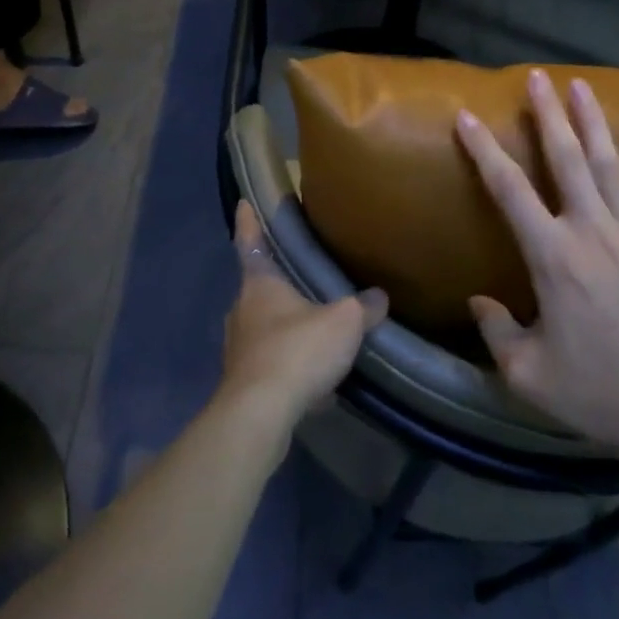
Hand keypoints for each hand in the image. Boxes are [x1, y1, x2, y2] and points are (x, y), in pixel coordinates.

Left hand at [219, 201, 387, 430]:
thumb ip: (363, 308)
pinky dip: (288, 363)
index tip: (243, 203)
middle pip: (257, 287)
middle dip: (276, 282)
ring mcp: (238, 348)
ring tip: (311, 327)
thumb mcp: (343, 323)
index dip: (248, 222)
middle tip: (298, 274)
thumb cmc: (297, 351)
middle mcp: (242, 310)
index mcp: (259, 285)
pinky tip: (313, 377)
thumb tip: (379, 297)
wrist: (260, 415)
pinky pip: (269, 362)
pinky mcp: (242, 382)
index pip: (251, 242)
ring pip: (262, 326)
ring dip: (283, 325)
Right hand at [455, 70, 618, 461]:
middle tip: (537, 76)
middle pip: (565, 160)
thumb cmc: (603, 393)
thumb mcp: (529, 376)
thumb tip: (478, 301)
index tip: (467, 117)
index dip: (483, 150)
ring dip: (592, 122)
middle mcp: (592, 230)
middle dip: (548, 115)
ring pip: (609, 164)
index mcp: (552, 257)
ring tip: (580, 85)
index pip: (508, 190)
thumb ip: (496, 332)